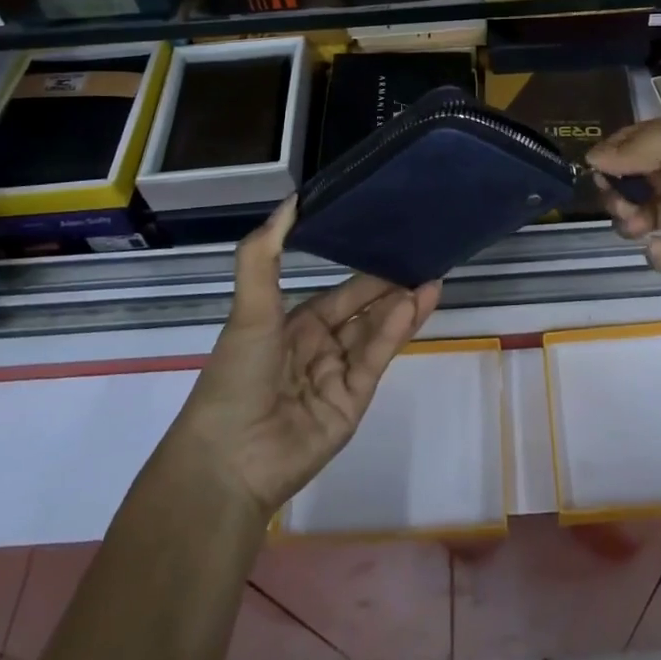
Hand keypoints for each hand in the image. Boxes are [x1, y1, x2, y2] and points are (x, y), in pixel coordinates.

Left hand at [160, 198, 440, 517]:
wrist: (228, 459)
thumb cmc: (237, 374)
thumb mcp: (249, 307)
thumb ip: (265, 253)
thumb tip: (290, 200)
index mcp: (293, 325)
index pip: (341, 293)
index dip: (367, 271)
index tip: (396, 245)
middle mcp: (319, 348)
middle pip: (365, 311)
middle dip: (392, 287)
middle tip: (426, 258)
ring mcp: (338, 377)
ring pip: (376, 333)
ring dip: (402, 307)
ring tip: (432, 277)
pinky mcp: (353, 403)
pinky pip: (375, 359)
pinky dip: (395, 332)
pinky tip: (415, 303)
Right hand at [589, 114, 660, 304]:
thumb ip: (656, 147)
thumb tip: (595, 156)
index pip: (643, 139)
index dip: (617, 151)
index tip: (593, 169)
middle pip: (641, 177)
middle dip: (621, 188)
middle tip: (618, 203)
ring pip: (652, 213)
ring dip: (634, 218)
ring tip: (636, 227)